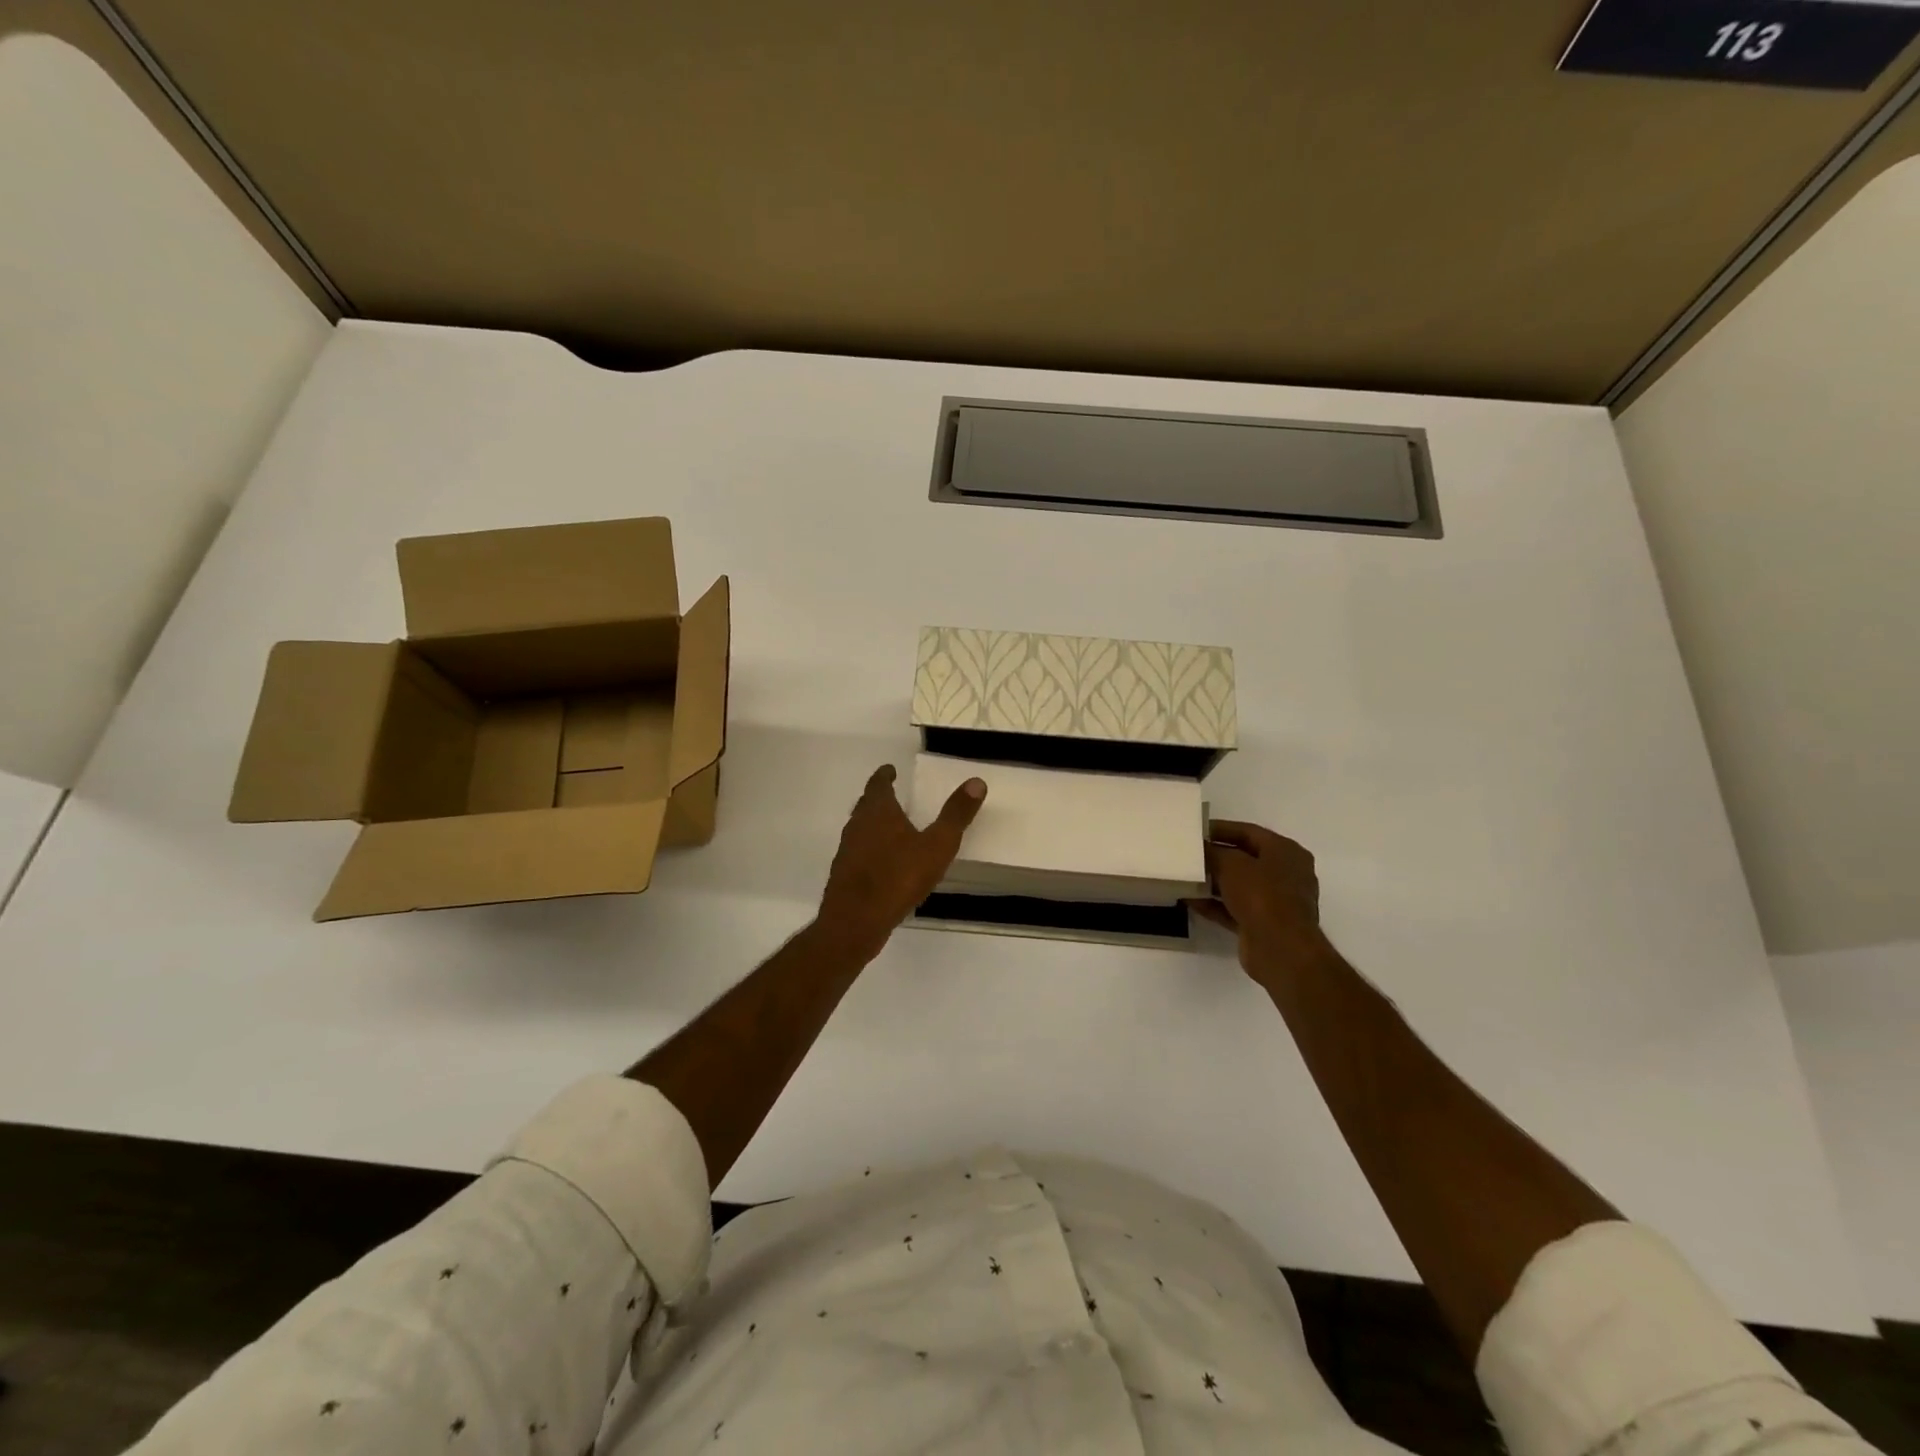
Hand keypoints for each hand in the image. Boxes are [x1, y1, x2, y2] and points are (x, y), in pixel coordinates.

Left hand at [816, 763, 985, 961]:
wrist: (855, 921)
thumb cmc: (898, 877)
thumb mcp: (937, 845)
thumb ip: (956, 815)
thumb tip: (976, 782)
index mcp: (878, 812)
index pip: (878, 784)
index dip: (884, 775)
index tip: (890, 770)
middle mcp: (858, 825)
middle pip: (866, 805)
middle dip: (878, 798)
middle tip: (892, 795)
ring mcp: (847, 851)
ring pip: (860, 829)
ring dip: (873, 825)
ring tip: (891, 828)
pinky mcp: (844, 875)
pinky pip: (859, 853)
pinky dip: (870, 850)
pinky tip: (884, 864)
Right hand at [1189, 820, 1323, 980]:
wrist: (1280, 949)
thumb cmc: (1261, 895)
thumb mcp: (1231, 864)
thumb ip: (1213, 852)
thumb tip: (1201, 848)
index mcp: (1286, 852)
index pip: (1249, 832)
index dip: (1220, 829)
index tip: (1195, 830)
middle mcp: (1285, 874)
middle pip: (1244, 859)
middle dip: (1215, 857)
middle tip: (1188, 854)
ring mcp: (1276, 901)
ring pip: (1239, 885)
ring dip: (1212, 882)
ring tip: (1185, 876)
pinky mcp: (1263, 924)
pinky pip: (1234, 908)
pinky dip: (1214, 903)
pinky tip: (1189, 900)